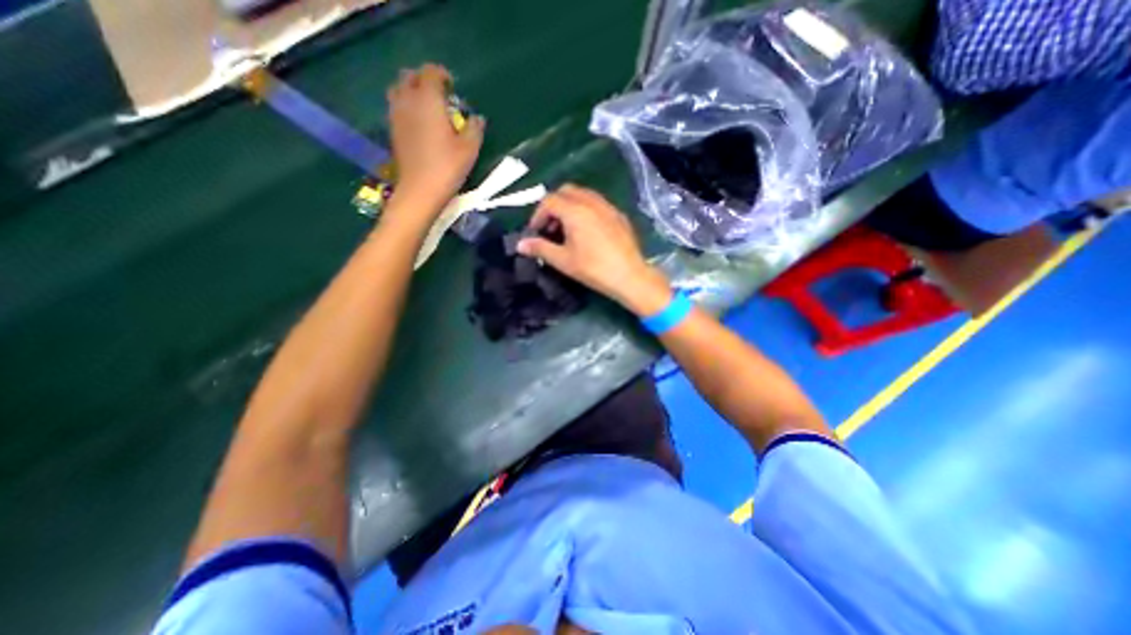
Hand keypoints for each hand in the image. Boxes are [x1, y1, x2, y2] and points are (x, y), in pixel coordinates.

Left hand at [386, 66, 482, 213]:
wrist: (420, 190)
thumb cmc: (447, 167)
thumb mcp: (469, 149)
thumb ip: (474, 129)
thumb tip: (477, 118)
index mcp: (428, 99)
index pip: (430, 73)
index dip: (442, 75)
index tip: (453, 87)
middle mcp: (408, 100)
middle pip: (409, 76)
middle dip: (424, 79)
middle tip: (440, 95)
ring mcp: (396, 115)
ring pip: (398, 90)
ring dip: (412, 91)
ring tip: (428, 108)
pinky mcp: (393, 130)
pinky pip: (396, 107)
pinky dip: (407, 106)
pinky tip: (419, 123)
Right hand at [519, 184, 668, 314]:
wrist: (629, 276)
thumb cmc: (593, 268)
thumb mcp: (563, 260)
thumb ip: (540, 248)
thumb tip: (520, 244)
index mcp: (575, 210)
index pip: (549, 201)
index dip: (538, 215)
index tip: (536, 233)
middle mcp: (591, 201)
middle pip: (566, 191)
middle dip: (553, 206)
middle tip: (551, 227)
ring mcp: (607, 206)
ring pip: (583, 194)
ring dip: (570, 206)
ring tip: (567, 229)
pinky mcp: (618, 215)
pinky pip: (597, 203)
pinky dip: (585, 210)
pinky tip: (587, 231)